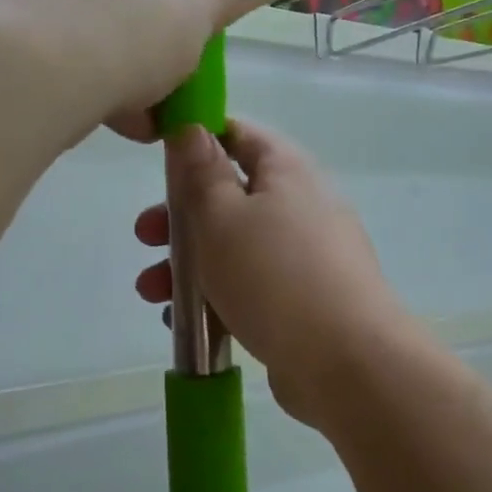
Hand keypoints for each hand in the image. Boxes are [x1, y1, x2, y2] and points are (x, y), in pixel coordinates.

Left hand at [0, 0, 268, 139]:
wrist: (32, 76)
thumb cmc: (126, 27)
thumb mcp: (194, 16)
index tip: (185, 26)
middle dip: (147, 38)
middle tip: (169, 77)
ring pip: (89, 24)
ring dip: (121, 69)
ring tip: (145, 118)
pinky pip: (57, 49)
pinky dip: (85, 80)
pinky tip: (111, 119)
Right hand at [134, 121, 412, 426]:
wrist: (346, 362)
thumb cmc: (274, 277)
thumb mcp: (222, 217)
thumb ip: (202, 174)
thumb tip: (193, 129)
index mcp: (288, 171)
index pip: (240, 135)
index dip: (197, 140)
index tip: (158, 160)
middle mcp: (303, 206)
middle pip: (232, 196)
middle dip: (182, 217)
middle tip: (145, 237)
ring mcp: (309, 256)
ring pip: (238, 246)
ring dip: (191, 263)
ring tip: (151, 293)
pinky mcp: (306, 300)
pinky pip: (254, 286)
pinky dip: (220, 296)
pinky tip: (187, 325)